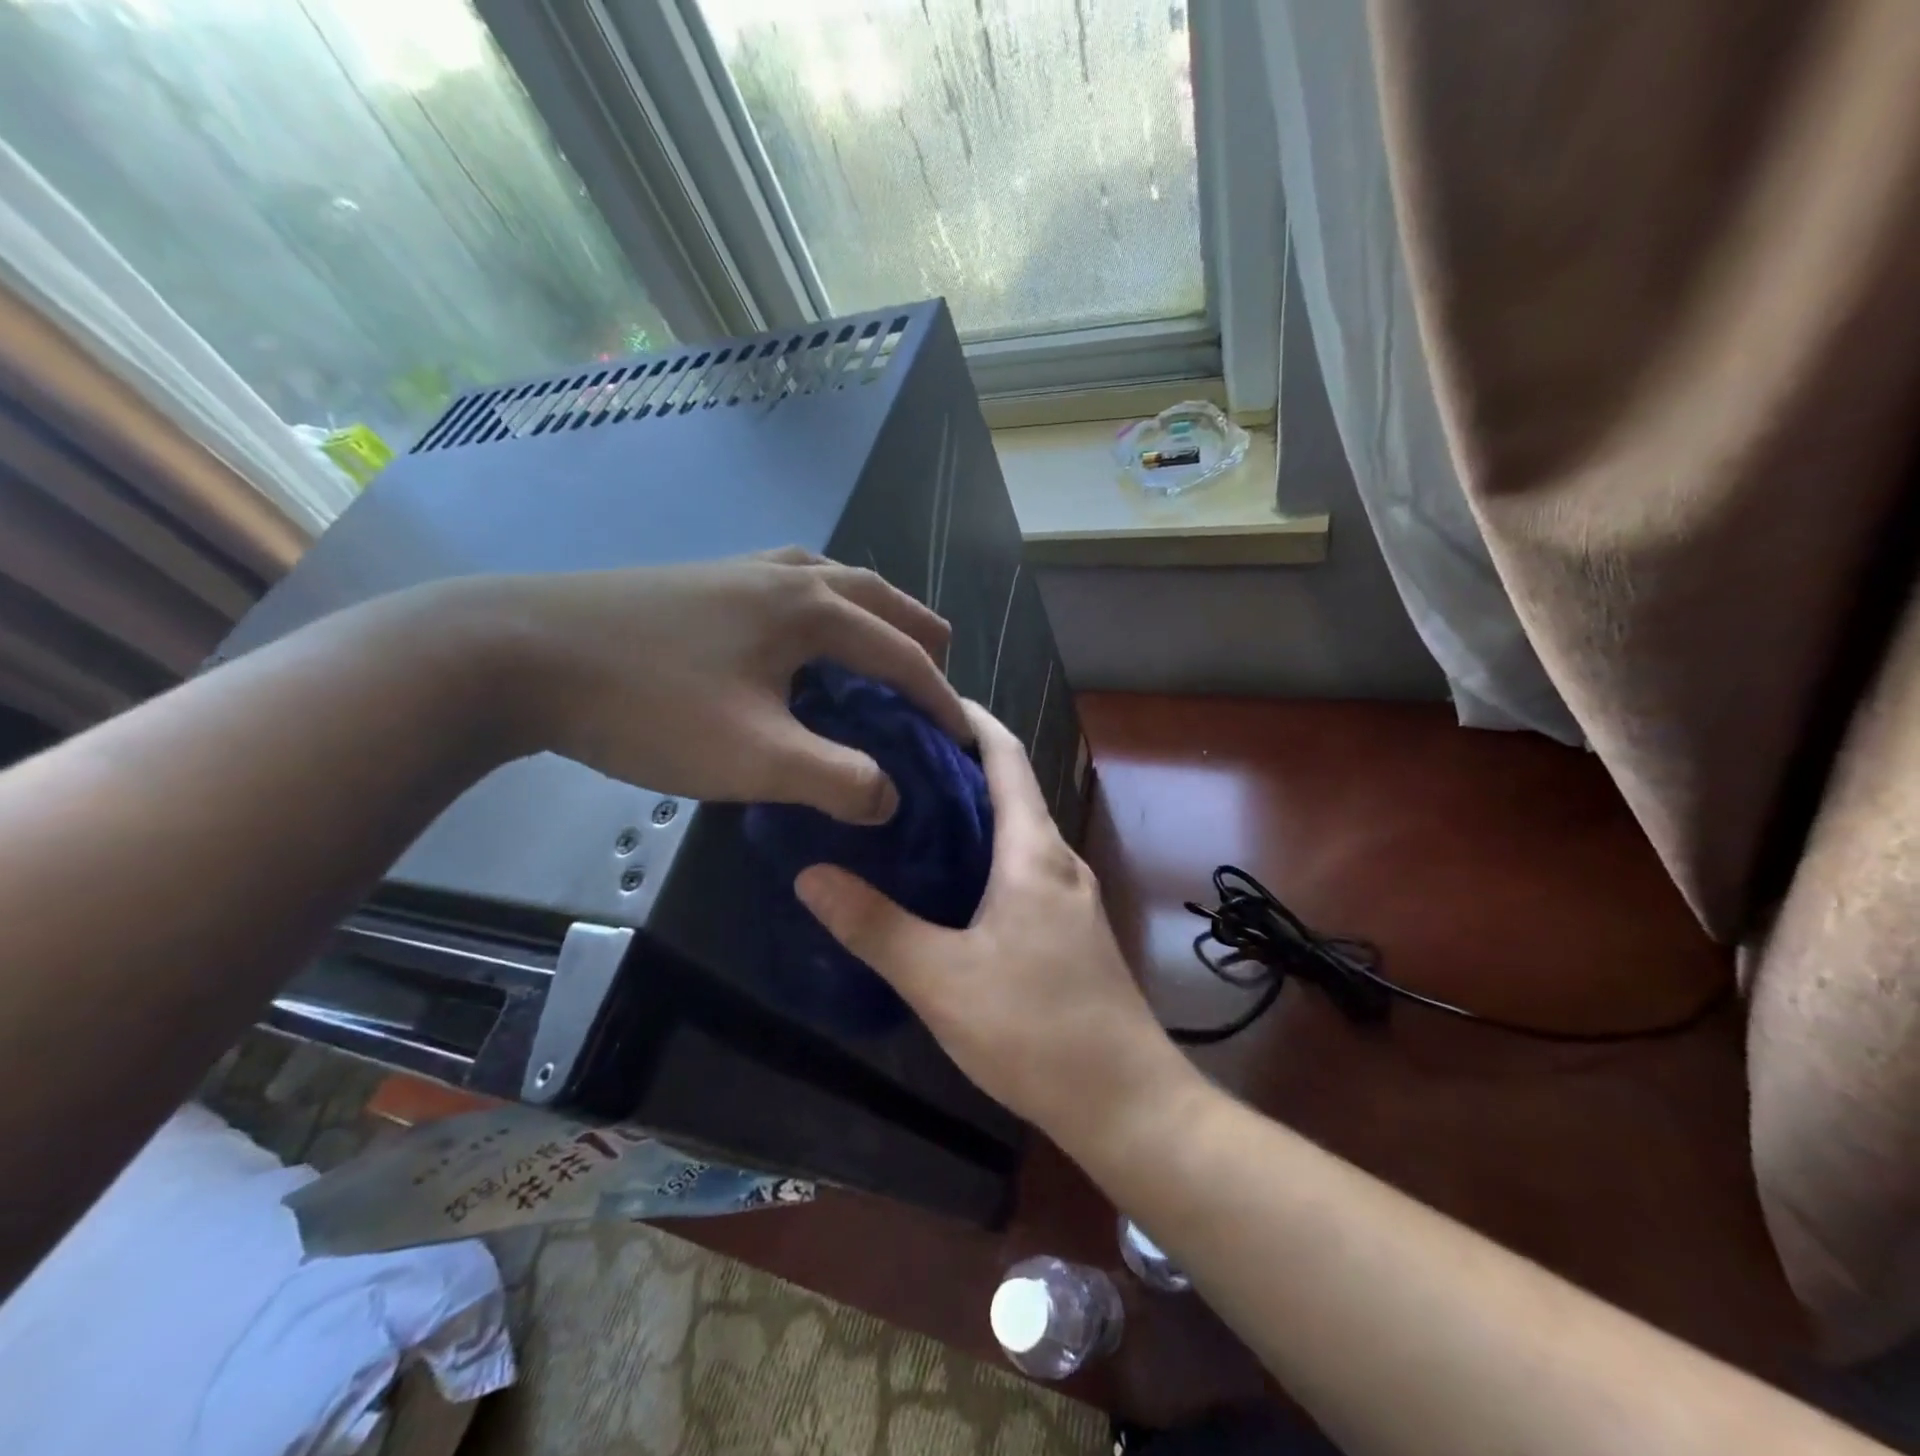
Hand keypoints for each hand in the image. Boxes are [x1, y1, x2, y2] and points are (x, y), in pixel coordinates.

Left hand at [433, 547, 967, 823]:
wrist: (514, 653)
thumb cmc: (649, 705)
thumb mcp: (755, 757)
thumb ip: (837, 780)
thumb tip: (890, 798)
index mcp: (811, 609)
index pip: (901, 654)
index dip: (940, 699)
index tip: (964, 737)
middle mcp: (784, 576)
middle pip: (875, 594)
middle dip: (917, 633)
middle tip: (941, 666)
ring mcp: (736, 570)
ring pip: (830, 578)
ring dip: (870, 609)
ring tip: (882, 638)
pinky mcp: (698, 581)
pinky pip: (787, 582)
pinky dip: (821, 603)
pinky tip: (796, 630)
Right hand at [795, 700, 1192, 1150]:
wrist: (1127, 1102)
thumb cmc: (1036, 1030)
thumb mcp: (942, 980)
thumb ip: (875, 927)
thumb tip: (810, 874)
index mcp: (1035, 851)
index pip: (1006, 758)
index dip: (971, 720)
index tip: (924, 698)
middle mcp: (1060, 860)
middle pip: (1010, 788)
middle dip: (958, 763)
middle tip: (892, 755)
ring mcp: (1071, 896)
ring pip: (1017, 831)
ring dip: (971, 810)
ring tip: (908, 808)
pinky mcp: (1070, 929)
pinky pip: (1023, 866)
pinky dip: (985, 851)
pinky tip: (947, 878)